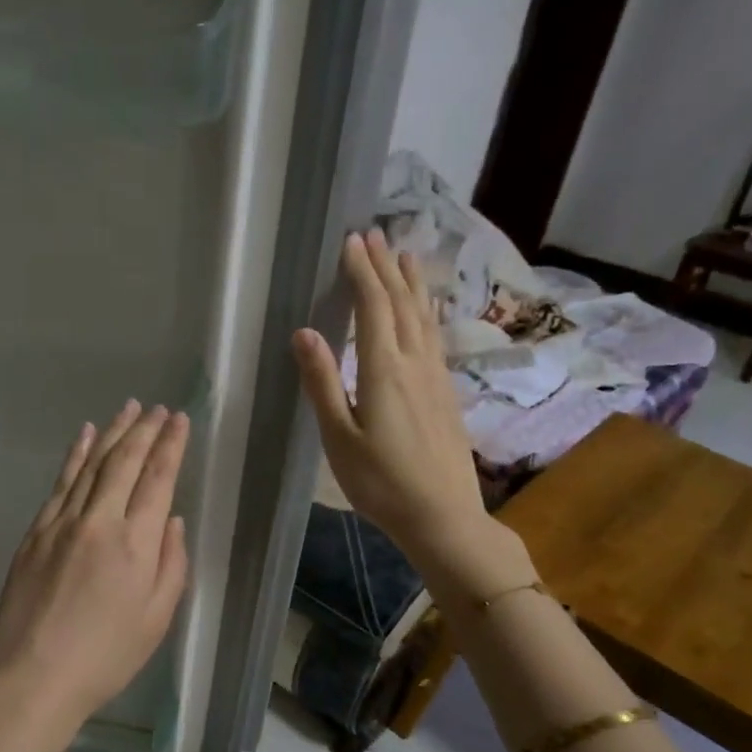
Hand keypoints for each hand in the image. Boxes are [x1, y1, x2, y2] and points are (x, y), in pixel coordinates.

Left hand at [0, 401, 190, 751]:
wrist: (30, 677)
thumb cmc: (104, 658)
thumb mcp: (156, 620)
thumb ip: (171, 565)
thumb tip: (171, 521)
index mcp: (135, 544)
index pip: (157, 479)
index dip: (171, 446)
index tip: (180, 420)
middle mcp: (99, 522)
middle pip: (124, 462)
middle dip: (145, 430)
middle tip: (158, 408)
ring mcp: (61, 522)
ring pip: (91, 464)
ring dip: (112, 432)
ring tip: (129, 408)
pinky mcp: (35, 531)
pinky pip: (60, 482)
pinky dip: (75, 455)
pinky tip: (84, 435)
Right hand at [292, 230, 509, 585]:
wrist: (443, 516)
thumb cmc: (381, 483)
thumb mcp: (339, 438)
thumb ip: (323, 383)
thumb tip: (305, 332)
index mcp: (385, 371)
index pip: (374, 308)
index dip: (362, 273)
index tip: (352, 241)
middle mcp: (415, 364)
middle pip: (401, 305)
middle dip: (385, 268)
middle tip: (374, 235)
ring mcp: (436, 377)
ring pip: (424, 318)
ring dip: (411, 284)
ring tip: (405, 254)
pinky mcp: (446, 393)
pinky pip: (434, 336)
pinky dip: (426, 312)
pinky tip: (426, 310)